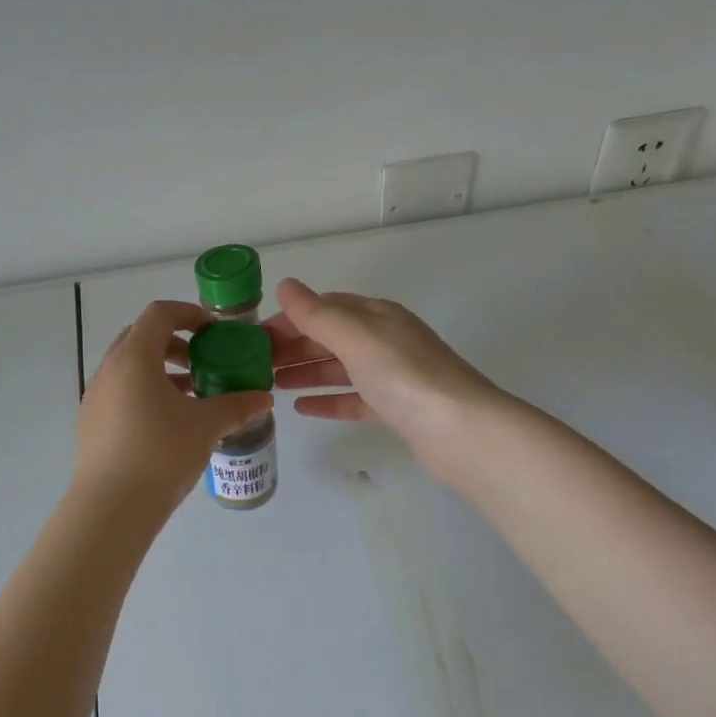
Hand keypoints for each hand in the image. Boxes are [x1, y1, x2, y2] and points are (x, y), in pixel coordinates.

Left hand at [73, 300, 272, 515]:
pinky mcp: (90, 424)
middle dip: (174, 344)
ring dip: (160, 373)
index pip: (159, 314)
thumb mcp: (207, 426)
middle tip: (202, 363)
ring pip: (129, 370)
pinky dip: (144, 395)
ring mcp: (94, 398)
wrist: (112, 507)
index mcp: (134, 357)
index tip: (213, 331)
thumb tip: (264, 398)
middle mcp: (108, 370)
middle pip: (141, 339)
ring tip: (191, 398)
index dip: (189, 314)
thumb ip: (237, 406)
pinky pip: (120, 395)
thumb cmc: (161, 453)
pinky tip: (167, 426)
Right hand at [264, 278, 503, 481]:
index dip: (290, 319)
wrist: (459, 430)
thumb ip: (318, 314)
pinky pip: (352, 399)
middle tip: (256, 366)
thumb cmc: (404, 376)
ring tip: (271, 385)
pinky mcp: (393, 409)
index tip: (255, 338)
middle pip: (330, 337)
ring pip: (339, 369)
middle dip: (293, 347)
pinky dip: (327, 400)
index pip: (325, 307)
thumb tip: (285, 286)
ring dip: (305, 372)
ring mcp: (390, 376)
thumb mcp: (357, 337)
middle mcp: (384, 341)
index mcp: (377, 316)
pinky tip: (302, 408)